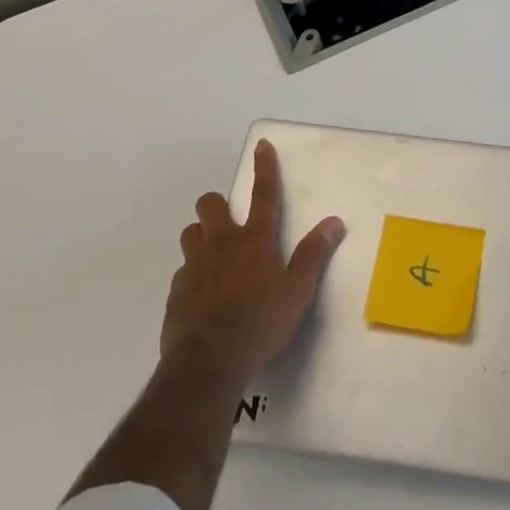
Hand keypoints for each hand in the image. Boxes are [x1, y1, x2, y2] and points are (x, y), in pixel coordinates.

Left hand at [160, 138, 345, 389]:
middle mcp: (222, 244)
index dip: (264, 168)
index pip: (264, 194)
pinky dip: (193, 274)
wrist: (208, 364)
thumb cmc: (261, 324)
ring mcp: (194, 266)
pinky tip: (203, 296)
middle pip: (211, 205)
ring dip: (201, 236)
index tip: (261, 145)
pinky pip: (182, 270)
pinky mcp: (176, 292)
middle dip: (217, 205)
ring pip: (190, 233)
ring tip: (215, 255)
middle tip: (230, 223)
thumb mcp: (298, 292)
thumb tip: (333, 222)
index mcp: (255, 240)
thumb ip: (313, 255)